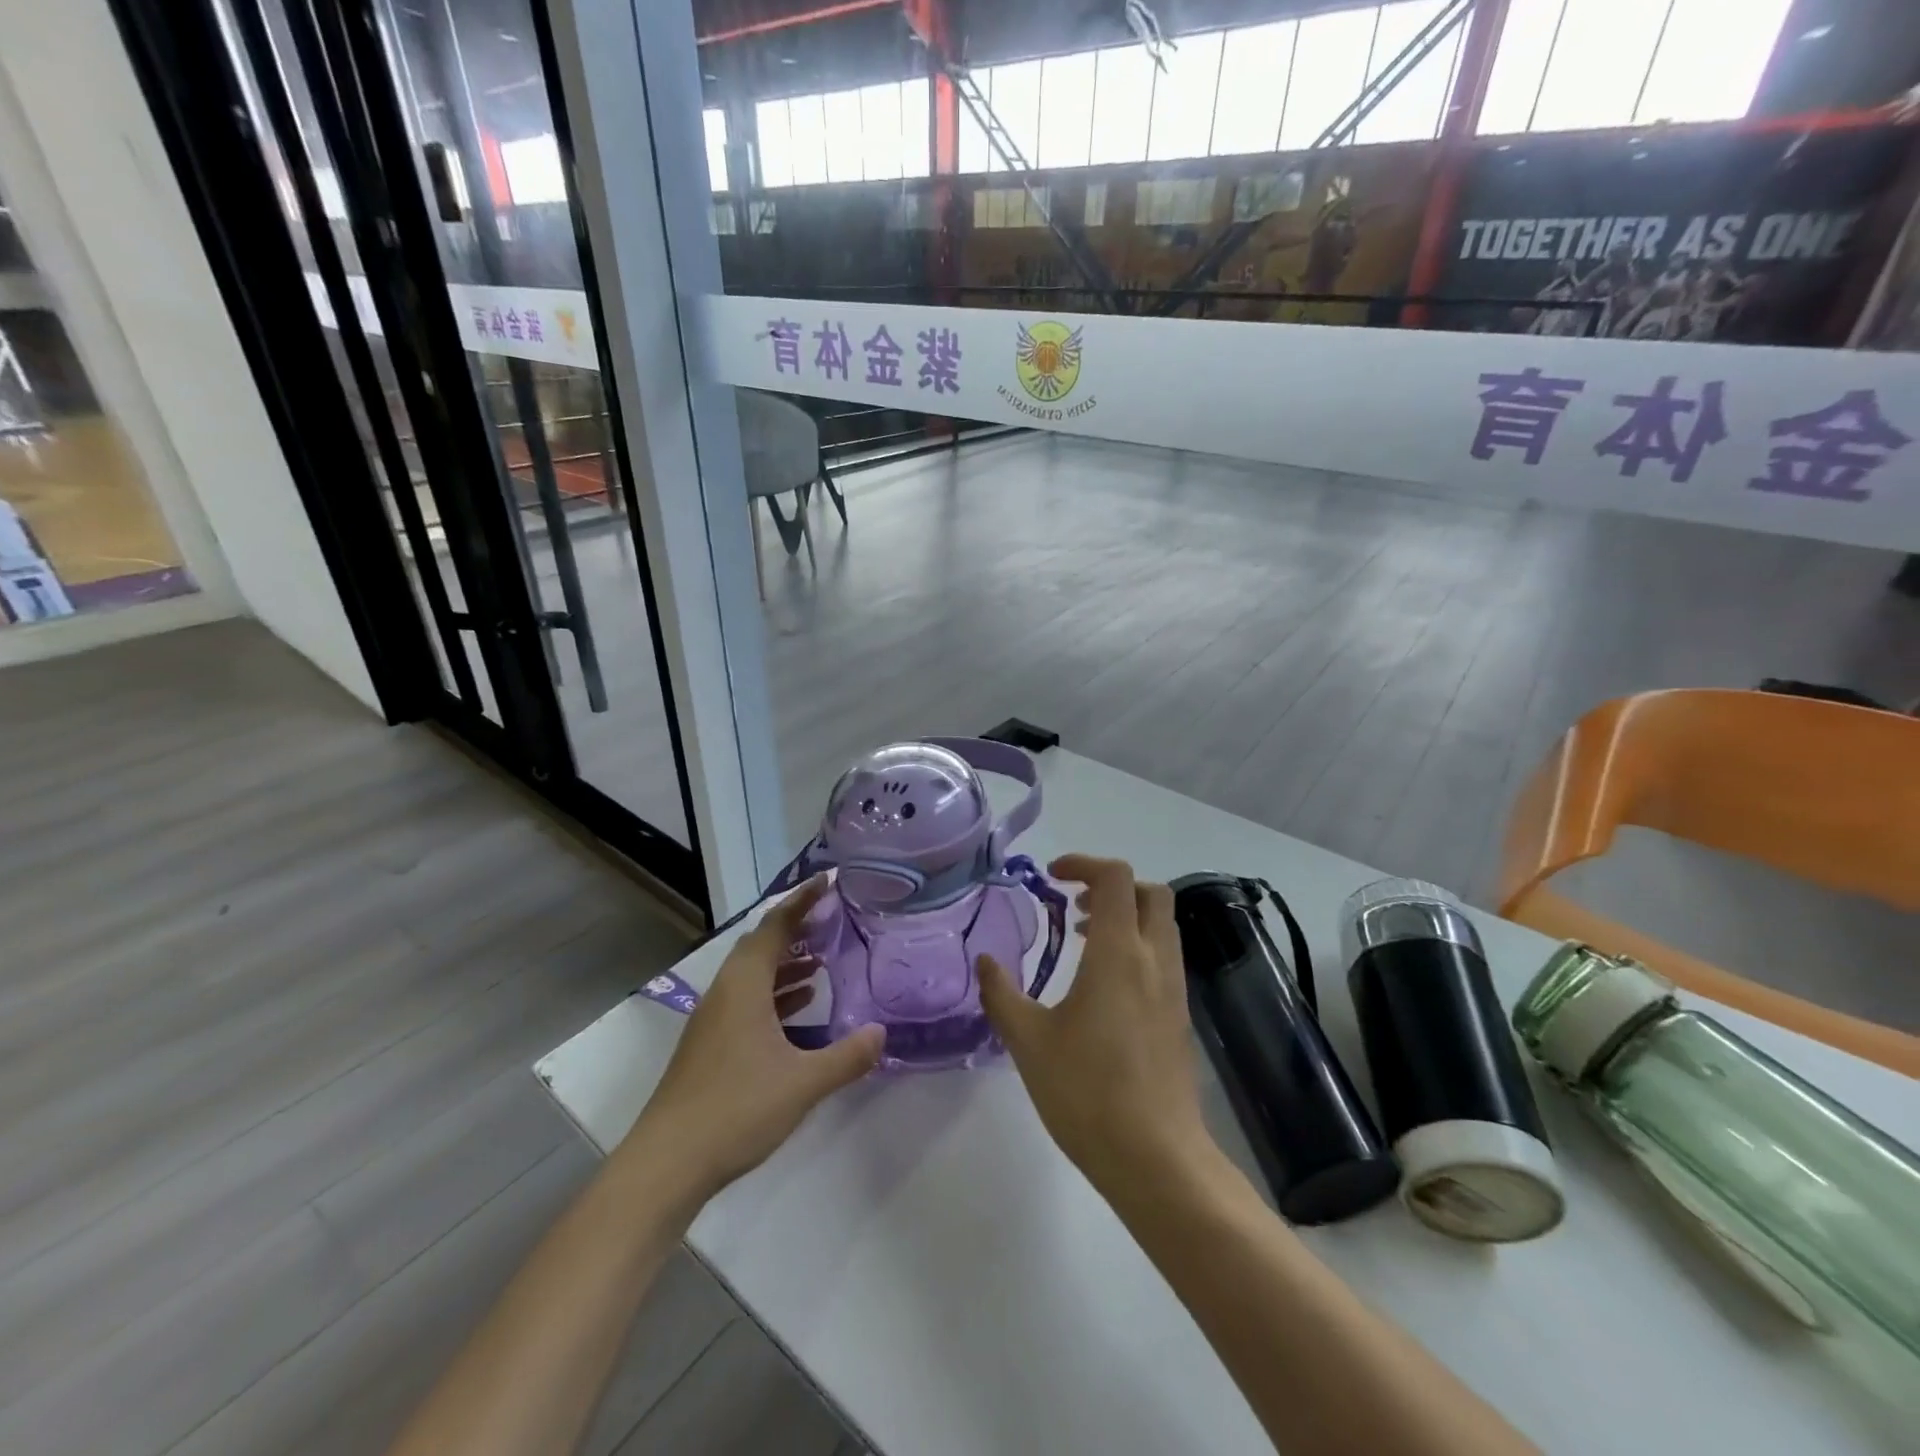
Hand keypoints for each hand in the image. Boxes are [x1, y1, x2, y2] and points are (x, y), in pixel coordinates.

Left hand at [629, 877, 883, 1200]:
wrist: (666, 1163)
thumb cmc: (736, 1110)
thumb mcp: (802, 1083)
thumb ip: (846, 1056)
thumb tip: (882, 1032)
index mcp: (744, 987)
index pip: (774, 927)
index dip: (801, 901)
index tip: (827, 881)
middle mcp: (725, 993)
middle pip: (761, 945)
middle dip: (796, 928)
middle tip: (831, 920)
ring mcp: (714, 1020)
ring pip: (753, 975)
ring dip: (786, 962)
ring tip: (823, 962)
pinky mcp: (711, 1044)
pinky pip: (748, 999)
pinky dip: (776, 993)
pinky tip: (800, 1008)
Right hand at [978, 855, 1210, 1194]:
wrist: (1156, 1158)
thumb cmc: (1087, 1092)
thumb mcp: (1028, 1041)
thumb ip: (1002, 994)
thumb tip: (985, 961)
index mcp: (1119, 954)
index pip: (1115, 877)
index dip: (1083, 863)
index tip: (1052, 877)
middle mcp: (1154, 960)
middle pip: (1150, 893)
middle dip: (1112, 885)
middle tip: (1073, 905)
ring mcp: (1173, 989)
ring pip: (1161, 925)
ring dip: (1126, 916)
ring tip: (1084, 940)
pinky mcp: (1179, 1016)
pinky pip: (1163, 957)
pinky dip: (1136, 946)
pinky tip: (1102, 985)